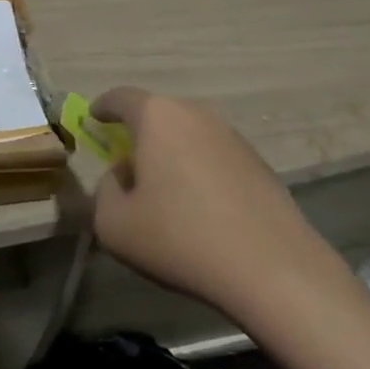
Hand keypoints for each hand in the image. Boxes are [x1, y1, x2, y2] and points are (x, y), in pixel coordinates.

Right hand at [90, 87, 346, 327]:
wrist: (275, 271)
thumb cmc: (181, 238)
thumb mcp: (114, 224)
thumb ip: (103, 191)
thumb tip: (120, 178)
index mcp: (156, 116)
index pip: (120, 97)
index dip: (102, 107)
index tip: (94, 118)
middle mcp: (195, 114)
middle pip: (157, 115)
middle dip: (139, 134)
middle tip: (127, 163)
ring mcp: (232, 137)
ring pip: (188, 136)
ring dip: (172, 154)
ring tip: (166, 192)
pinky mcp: (260, 164)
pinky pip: (215, 157)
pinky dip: (201, 172)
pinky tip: (202, 210)